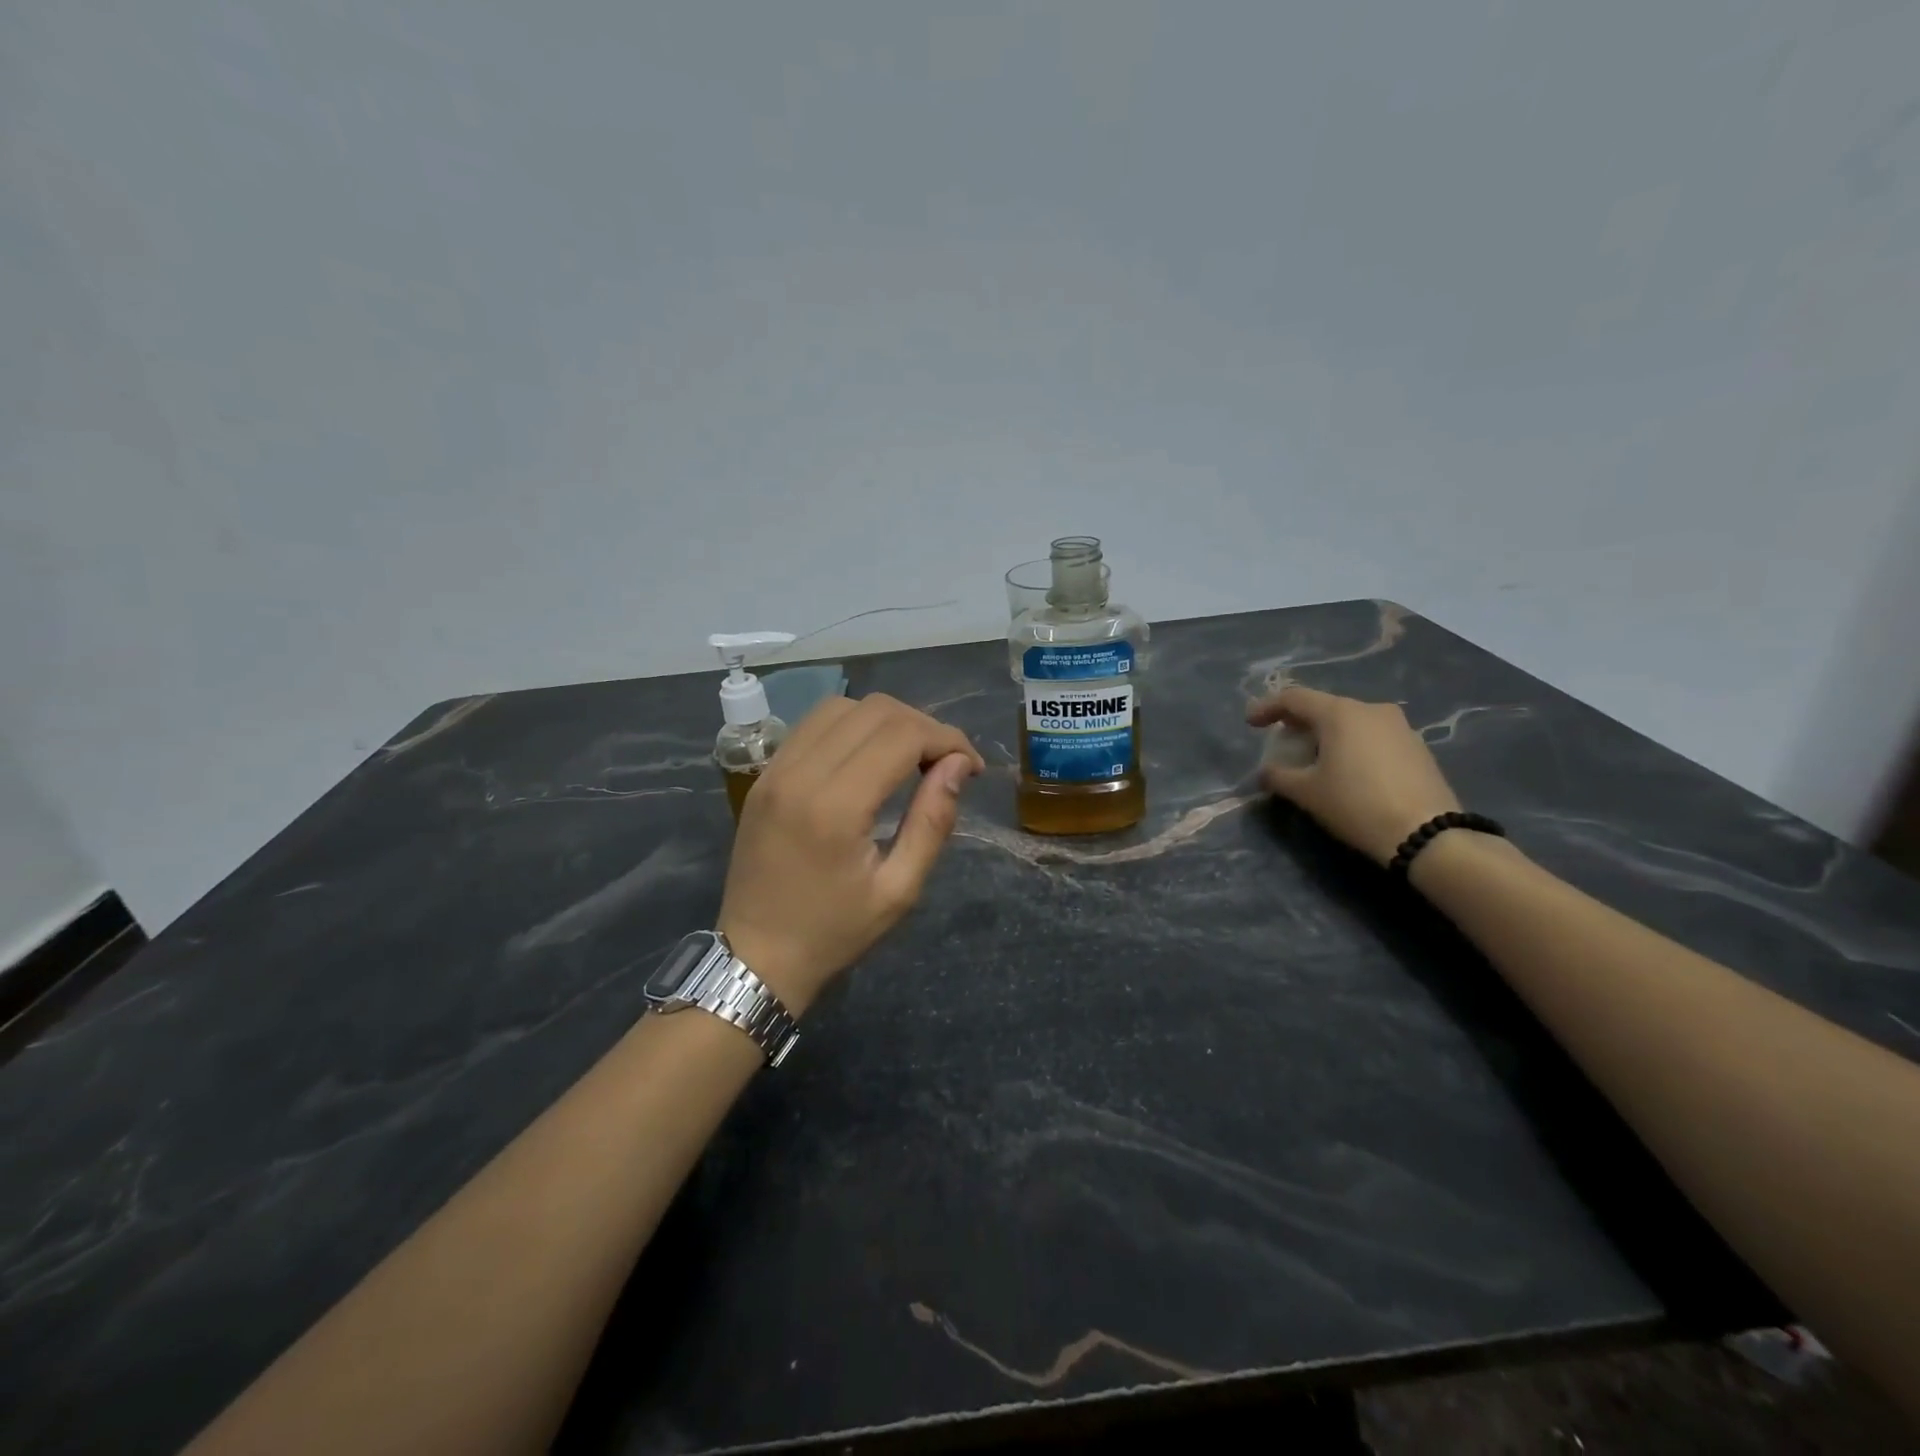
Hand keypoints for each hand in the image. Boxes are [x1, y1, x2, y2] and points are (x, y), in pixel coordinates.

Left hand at [717, 694, 984, 1014]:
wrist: (756, 956)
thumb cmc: (834, 932)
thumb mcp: (899, 890)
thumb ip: (933, 821)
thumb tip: (958, 765)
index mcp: (836, 807)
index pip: (903, 735)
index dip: (949, 739)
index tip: (972, 767)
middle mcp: (801, 773)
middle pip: (875, 710)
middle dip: (924, 726)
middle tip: (946, 762)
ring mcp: (775, 769)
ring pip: (843, 706)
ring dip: (887, 720)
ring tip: (910, 755)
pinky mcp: (765, 774)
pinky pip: (813, 724)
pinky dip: (852, 726)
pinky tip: (868, 756)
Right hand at [1246, 687, 1460, 865]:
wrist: (1426, 834)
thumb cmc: (1356, 805)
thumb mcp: (1306, 793)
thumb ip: (1278, 776)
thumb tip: (1265, 772)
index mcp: (1340, 713)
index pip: (1294, 698)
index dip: (1267, 707)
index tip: (1250, 724)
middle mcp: (1371, 709)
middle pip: (1324, 707)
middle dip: (1298, 723)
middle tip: (1282, 742)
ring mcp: (1399, 727)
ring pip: (1351, 721)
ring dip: (1327, 735)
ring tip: (1315, 759)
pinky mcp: (1417, 747)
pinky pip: (1373, 736)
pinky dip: (1352, 745)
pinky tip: (1348, 771)